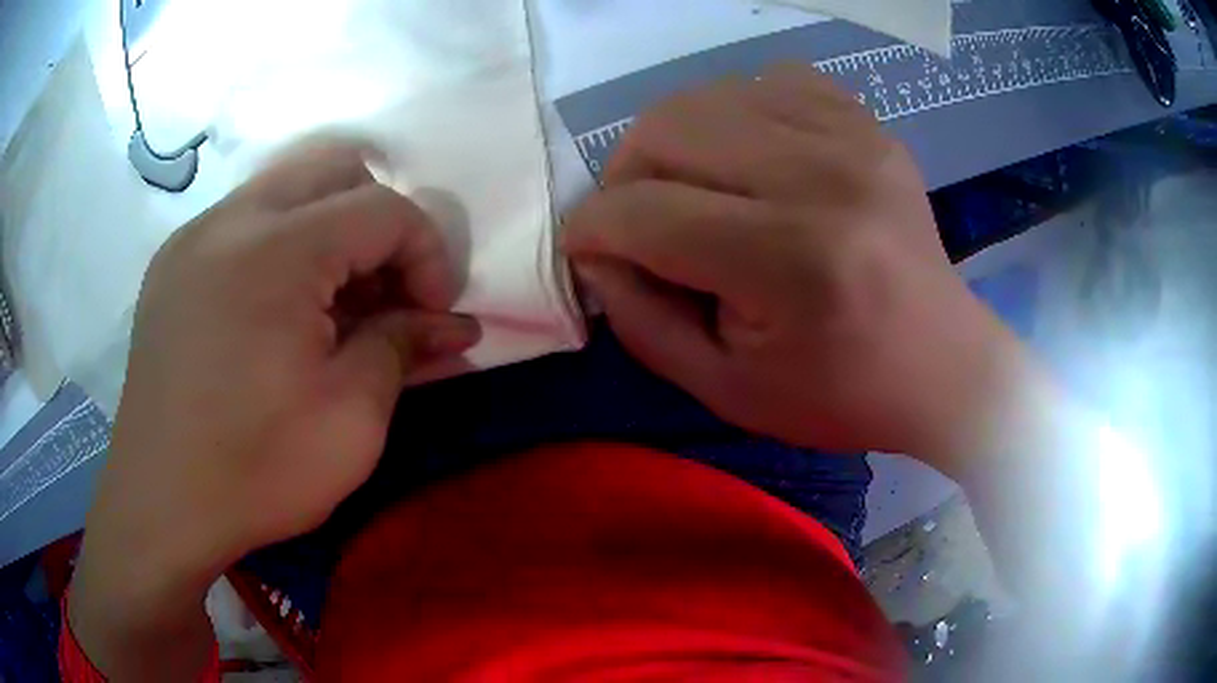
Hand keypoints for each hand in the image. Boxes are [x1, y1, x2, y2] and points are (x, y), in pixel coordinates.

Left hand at [70, 142, 478, 678]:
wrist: (160, 507)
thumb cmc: (255, 472)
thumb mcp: (350, 421)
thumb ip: (402, 348)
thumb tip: (450, 325)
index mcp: (276, 252)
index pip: (383, 208)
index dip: (428, 253)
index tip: (433, 314)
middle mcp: (231, 220)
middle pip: (334, 169)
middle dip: (378, 221)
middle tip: (384, 291)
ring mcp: (193, 237)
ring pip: (285, 188)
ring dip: (328, 230)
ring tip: (333, 304)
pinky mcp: (172, 264)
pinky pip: (243, 222)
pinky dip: (280, 246)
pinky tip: (277, 312)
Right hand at [563, 64, 1023, 458]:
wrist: (942, 363)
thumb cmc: (840, 394)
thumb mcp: (726, 390)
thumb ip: (643, 322)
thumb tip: (597, 256)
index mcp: (789, 259)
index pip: (645, 212)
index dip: (592, 230)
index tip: (587, 251)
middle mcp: (820, 175)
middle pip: (666, 129)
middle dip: (624, 176)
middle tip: (637, 222)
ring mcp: (850, 135)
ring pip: (707, 95)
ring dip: (673, 144)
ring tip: (691, 191)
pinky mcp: (866, 122)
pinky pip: (768, 82)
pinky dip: (737, 114)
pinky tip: (750, 159)